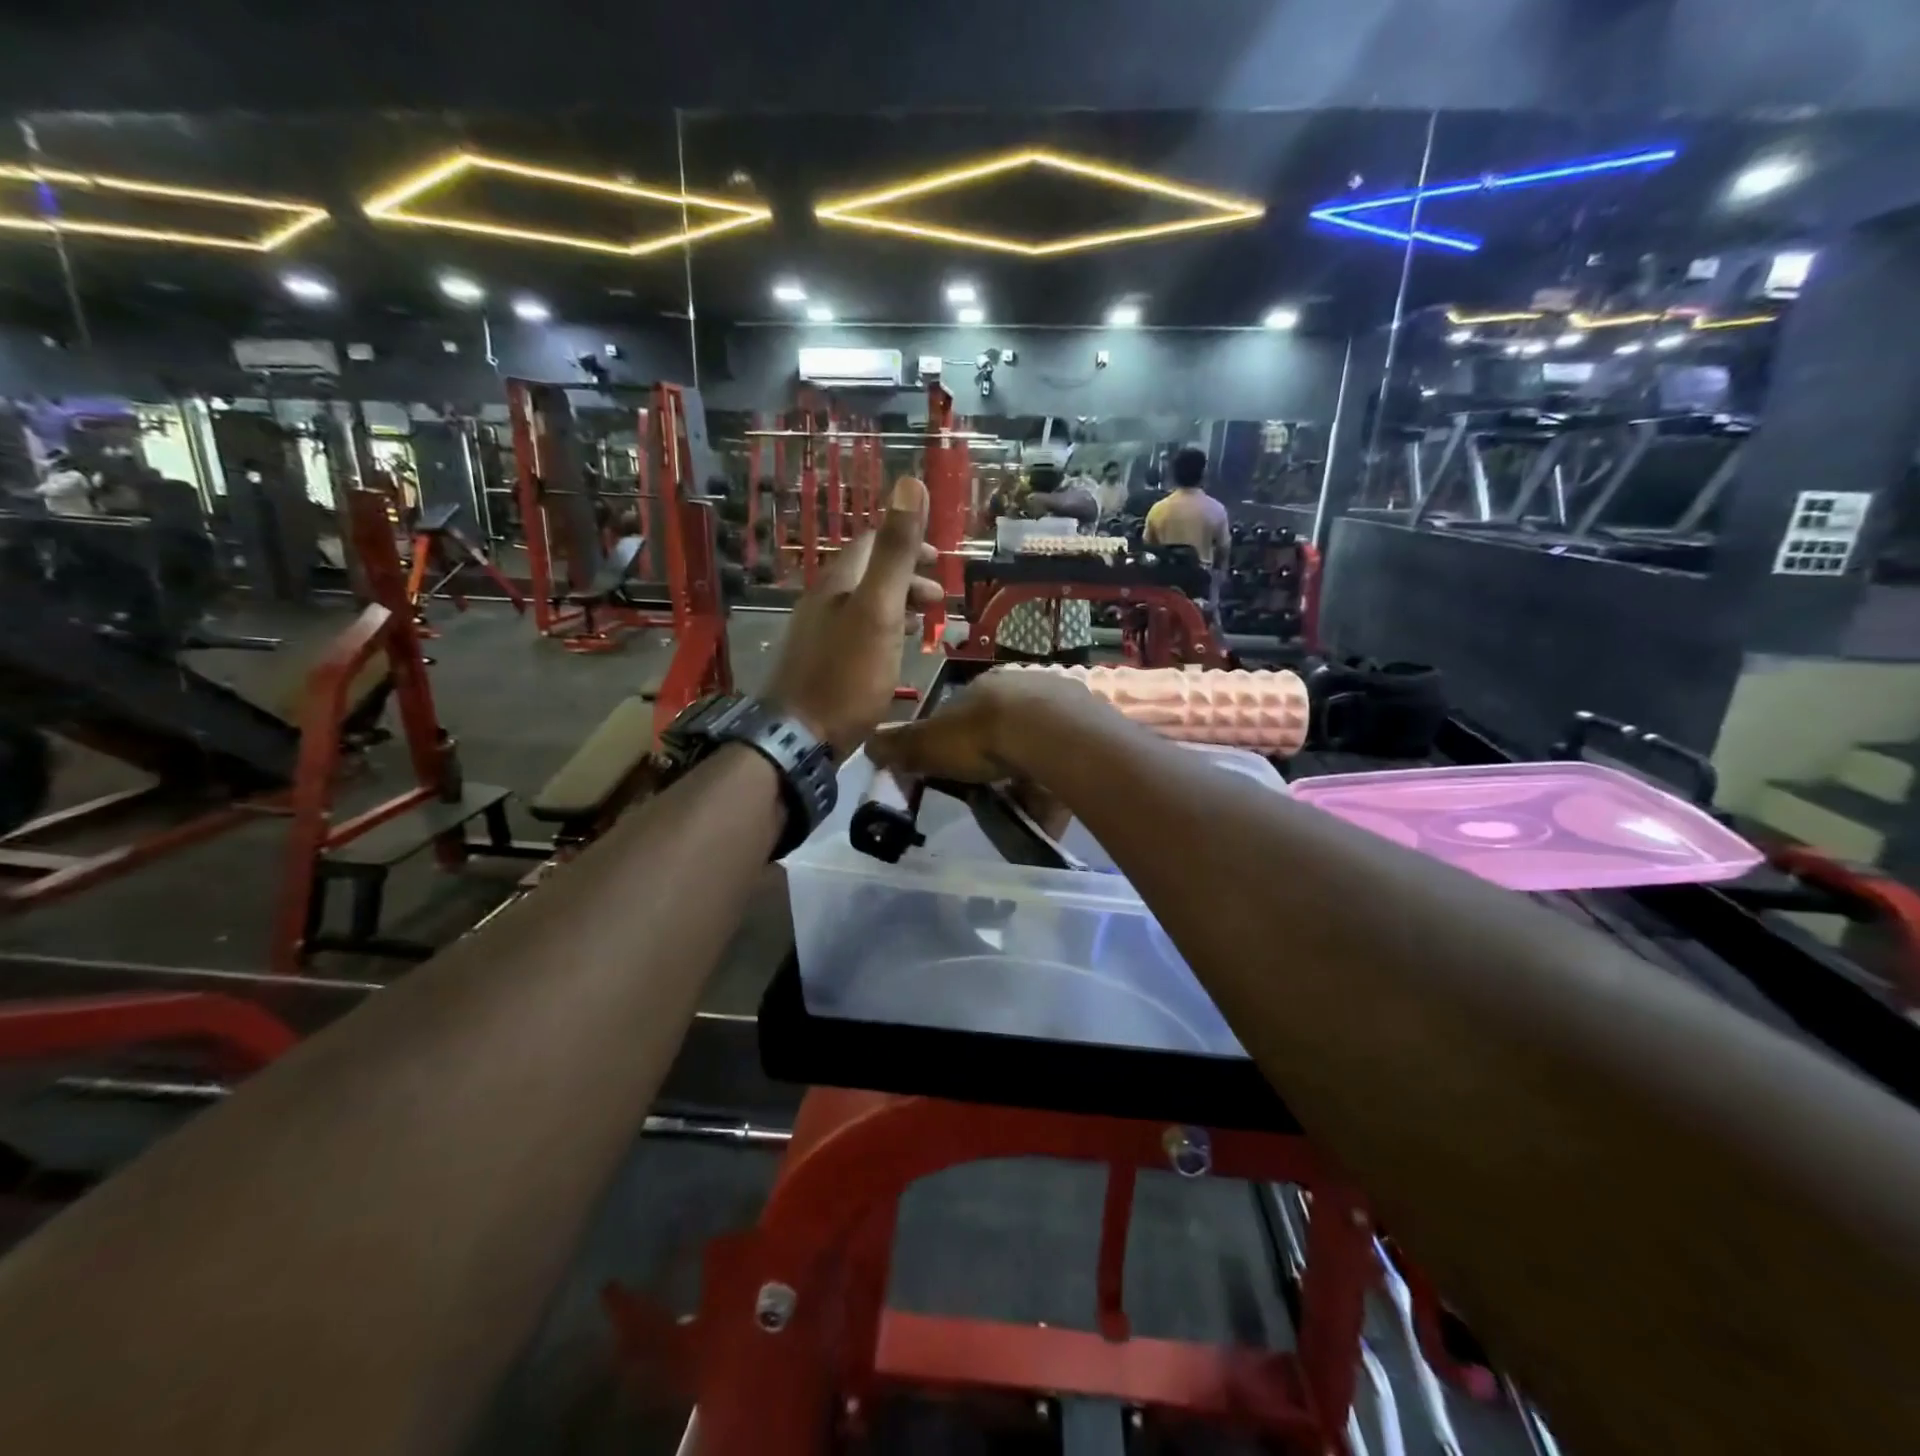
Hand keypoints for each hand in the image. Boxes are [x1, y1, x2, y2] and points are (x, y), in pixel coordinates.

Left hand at [763, 476, 942, 756]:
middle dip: (908, 578)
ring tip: (928, 623)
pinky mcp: (821, 663)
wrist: (799, 738)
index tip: (941, 562)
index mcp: (838, 582)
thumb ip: (895, 552)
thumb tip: (908, 481)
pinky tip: (897, 651)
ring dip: (899, 605)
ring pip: (865, 605)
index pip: (873, 542)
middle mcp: (824, 600)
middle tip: (940, 600)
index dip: (908, 543)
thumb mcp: (878, 609)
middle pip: (869, 574)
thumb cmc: (846, 674)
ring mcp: (819, 633)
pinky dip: (885, 630)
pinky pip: (858, 632)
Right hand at [866, 667, 1105, 782]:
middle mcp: (1022, 689)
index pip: (962, 714)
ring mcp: (1059, 706)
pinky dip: (1055, 783)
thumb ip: (900, 745)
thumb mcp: (930, 743)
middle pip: (1002, 728)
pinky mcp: (1087, 729)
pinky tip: (1049, 804)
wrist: (1050, 734)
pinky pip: (1066, 761)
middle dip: (994, 758)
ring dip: (1027, 772)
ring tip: (1020, 803)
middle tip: (988, 789)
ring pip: (1036, 744)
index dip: (954, 743)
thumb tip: (867, 744)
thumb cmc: (982, 734)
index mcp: (983, 688)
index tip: (951, 771)